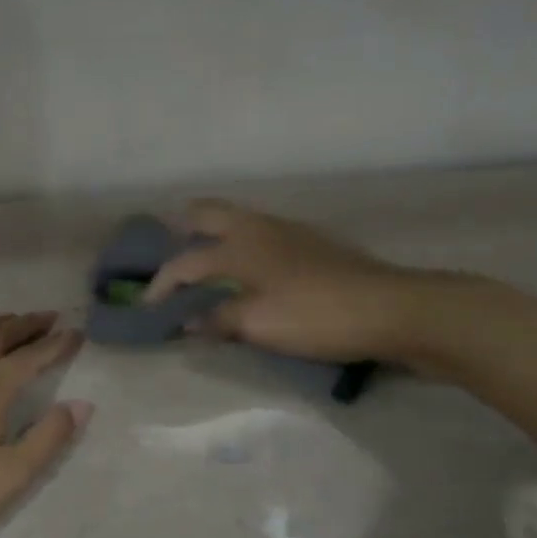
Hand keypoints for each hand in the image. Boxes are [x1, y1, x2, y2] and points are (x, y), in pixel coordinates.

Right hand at [143, 200, 435, 363]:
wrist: (389, 308)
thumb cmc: (313, 315)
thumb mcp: (257, 324)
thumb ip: (218, 320)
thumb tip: (187, 322)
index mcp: (239, 246)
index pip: (186, 262)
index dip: (162, 284)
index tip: (147, 307)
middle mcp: (259, 228)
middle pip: (209, 213)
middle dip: (183, 227)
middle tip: (169, 249)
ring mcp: (289, 231)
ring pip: (238, 220)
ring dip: (213, 234)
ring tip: (204, 259)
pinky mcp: (311, 244)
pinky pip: (260, 233)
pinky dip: (240, 244)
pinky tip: (249, 267)